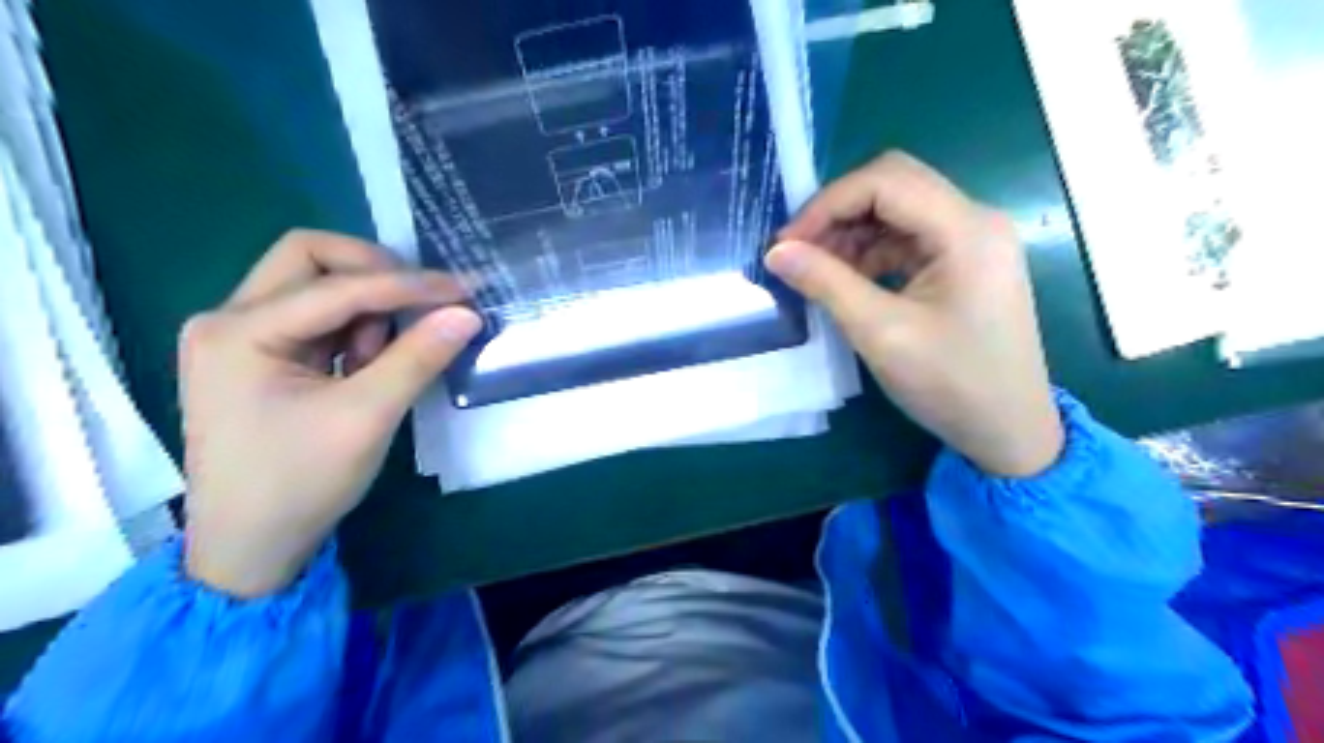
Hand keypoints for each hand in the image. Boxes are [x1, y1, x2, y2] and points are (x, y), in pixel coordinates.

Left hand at [181, 232, 482, 598]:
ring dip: (364, 306)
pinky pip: (316, 317)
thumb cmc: (300, 483)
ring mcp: (239, 336)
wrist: (250, 547)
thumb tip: (466, 314)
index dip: (407, 284)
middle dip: (375, 272)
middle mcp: (228, 319)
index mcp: (239, 332)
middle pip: (309, 258)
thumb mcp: (367, 418)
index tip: (464, 291)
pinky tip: (367, 365)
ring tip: (384, 358)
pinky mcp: (258, 356)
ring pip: (314, 284)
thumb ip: (418, 358)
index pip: (337, 285)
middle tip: (422, 301)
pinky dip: (353, 329)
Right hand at [766, 150, 1061, 474]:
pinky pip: (909, 238)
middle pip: (894, 185)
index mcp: (965, 228)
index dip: (827, 205)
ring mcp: (973, 241)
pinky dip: (872, 251)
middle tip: (799, 251)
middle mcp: (975, 220)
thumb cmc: (950, 384)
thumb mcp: (881, 333)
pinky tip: (848, 280)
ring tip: (817, 270)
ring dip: (853, 232)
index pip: (884, 181)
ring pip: (899, 210)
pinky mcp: (966, 263)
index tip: (787, 245)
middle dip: (838, 212)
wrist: (1009, 431)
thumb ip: (826, 283)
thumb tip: (776, 252)